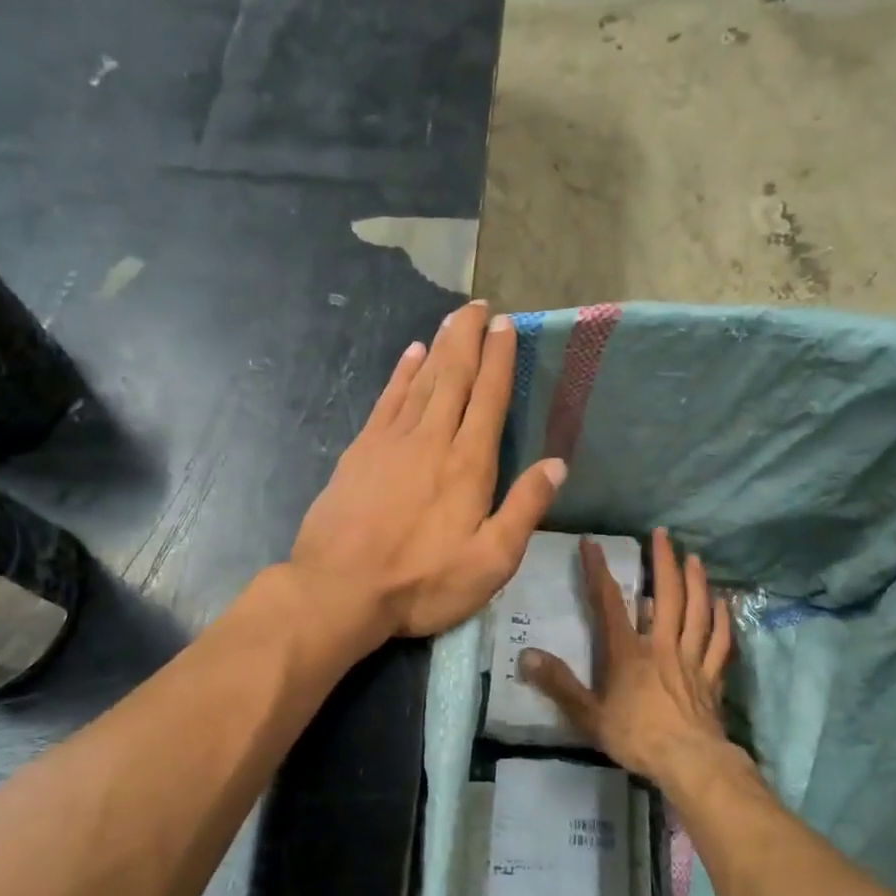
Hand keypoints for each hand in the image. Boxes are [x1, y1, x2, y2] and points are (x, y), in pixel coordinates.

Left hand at [290, 301, 566, 641]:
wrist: (339, 590)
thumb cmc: (421, 582)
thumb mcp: (490, 562)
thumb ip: (524, 509)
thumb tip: (557, 464)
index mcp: (468, 464)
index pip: (489, 398)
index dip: (499, 359)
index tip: (506, 325)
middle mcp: (431, 439)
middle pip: (453, 376)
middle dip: (469, 338)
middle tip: (479, 306)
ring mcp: (391, 441)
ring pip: (421, 381)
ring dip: (439, 347)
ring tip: (453, 320)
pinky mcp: (361, 451)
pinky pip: (386, 400)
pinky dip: (401, 374)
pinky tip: (410, 355)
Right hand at [520, 528, 733, 784]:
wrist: (689, 762)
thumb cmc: (636, 737)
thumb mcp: (588, 715)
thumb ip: (558, 684)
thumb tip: (526, 655)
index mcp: (628, 652)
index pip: (609, 603)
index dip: (599, 571)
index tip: (592, 542)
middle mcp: (661, 645)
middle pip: (667, 595)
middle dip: (663, 561)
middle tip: (663, 534)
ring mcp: (691, 658)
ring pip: (697, 611)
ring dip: (696, 582)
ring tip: (694, 557)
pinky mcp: (712, 676)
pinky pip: (720, 641)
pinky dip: (723, 619)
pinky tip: (724, 602)